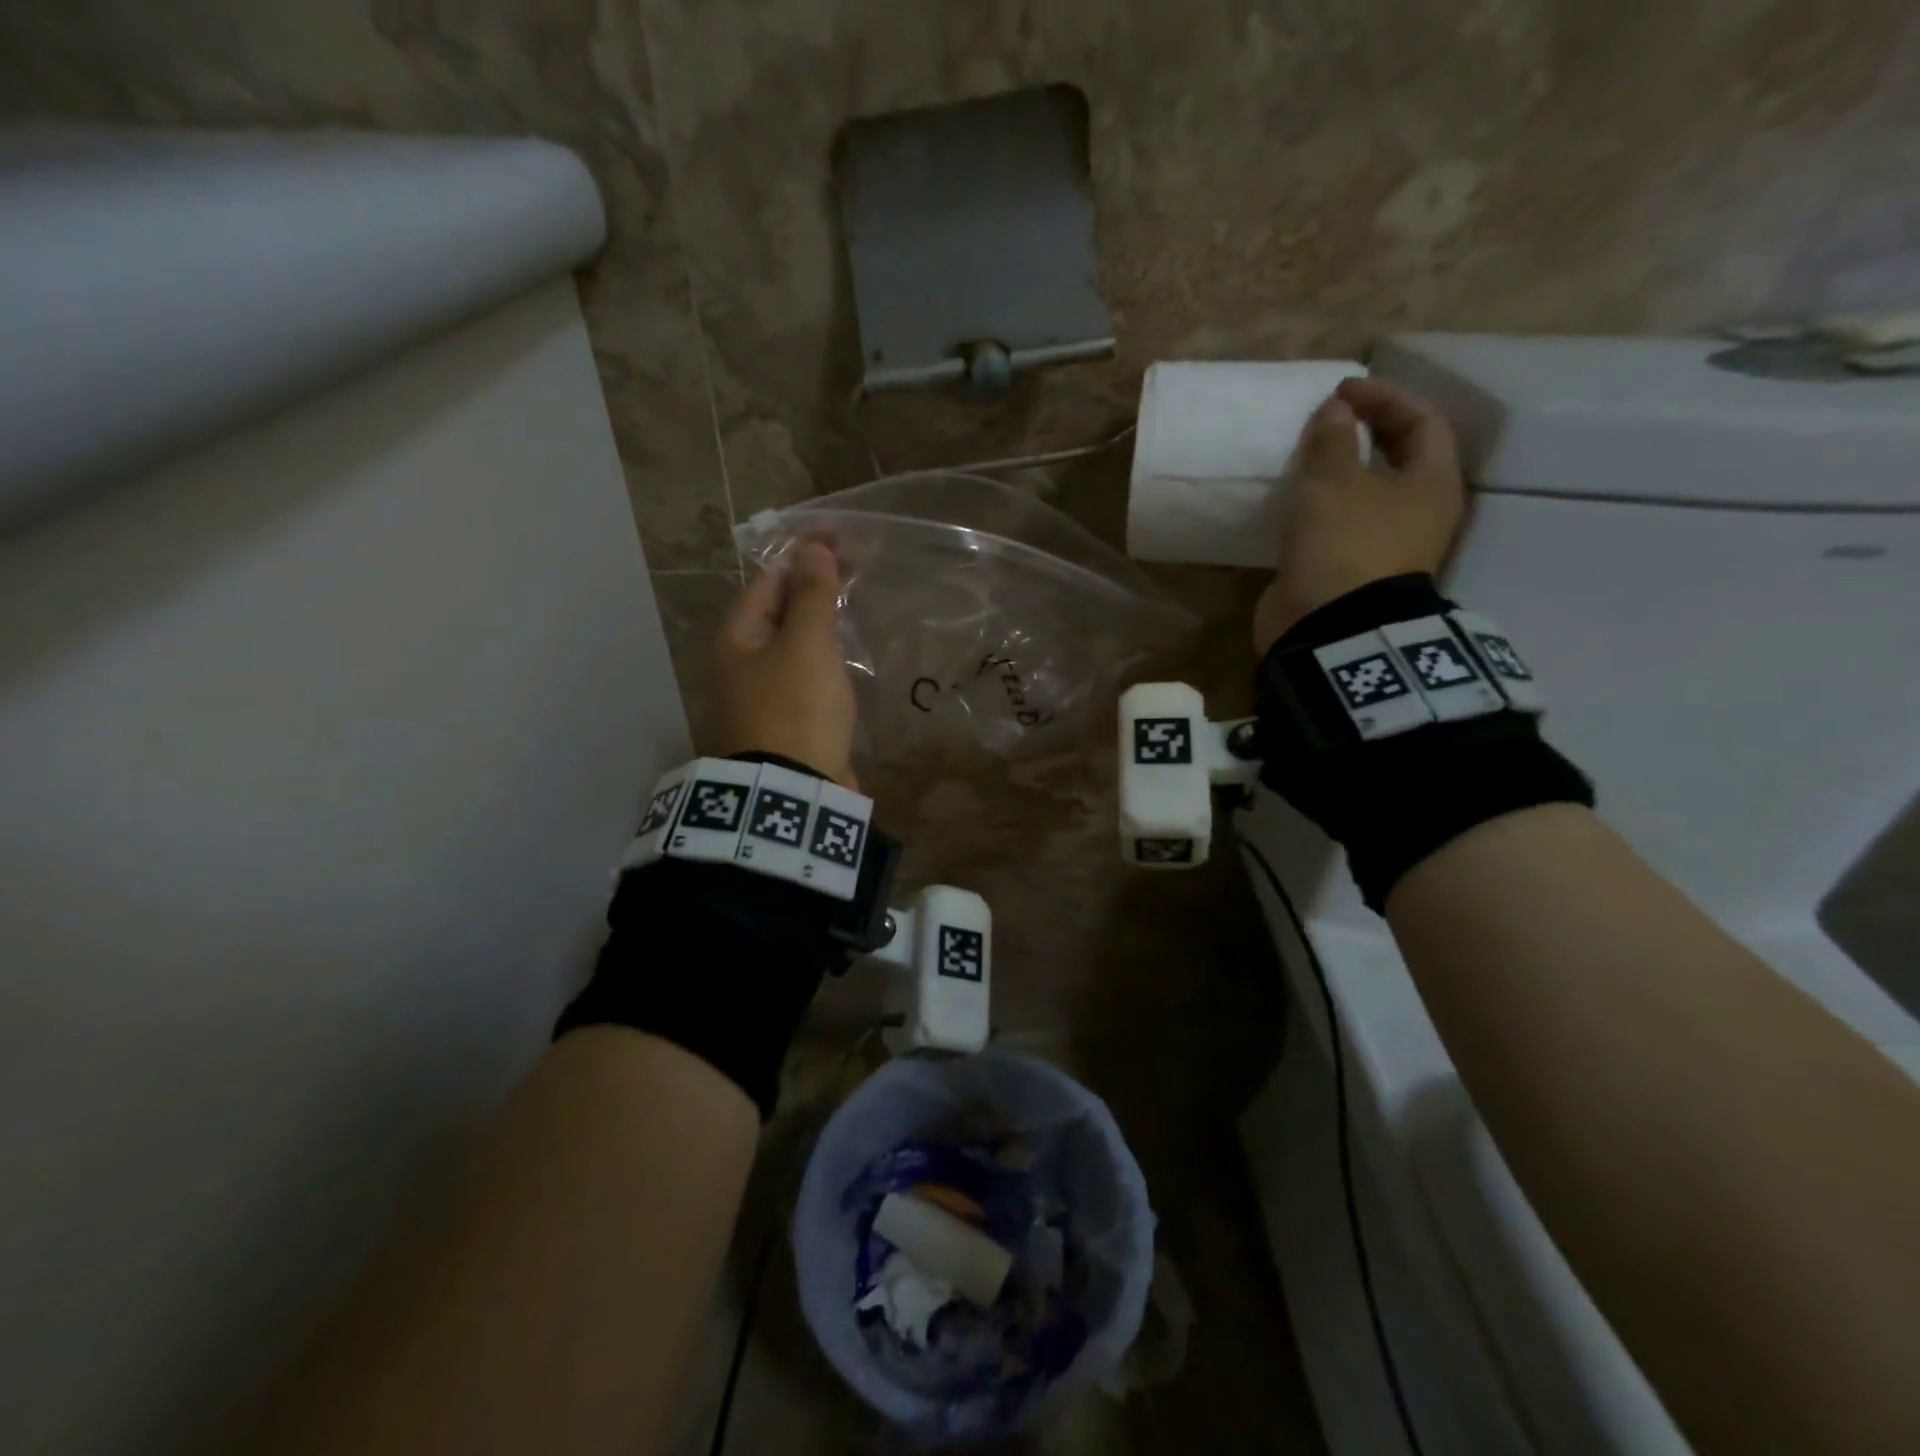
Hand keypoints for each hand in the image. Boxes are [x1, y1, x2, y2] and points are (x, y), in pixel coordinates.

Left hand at [711, 541, 858, 787]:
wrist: (797, 791)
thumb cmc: (797, 708)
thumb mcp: (806, 644)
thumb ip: (811, 595)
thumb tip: (812, 549)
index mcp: (738, 637)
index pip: (769, 580)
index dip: (803, 554)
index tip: (840, 536)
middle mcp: (743, 662)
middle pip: (779, 609)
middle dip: (813, 583)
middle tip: (854, 564)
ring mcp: (763, 693)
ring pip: (793, 641)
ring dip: (819, 617)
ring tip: (851, 599)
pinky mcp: (787, 718)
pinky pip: (805, 671)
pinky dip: (824, 652)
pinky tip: (844, 651)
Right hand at [1252, 377, 1467, 654]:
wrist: (1329, 627)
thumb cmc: (1345, 545)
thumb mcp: (1334, 484)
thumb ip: (1333, 441)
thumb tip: (1335, 410)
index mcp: (1431, 484)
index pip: (1422, 421)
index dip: (1385, 398)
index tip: (1341, 391)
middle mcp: (1419, 512)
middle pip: (1400, 456)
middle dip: (1366, 431)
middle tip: (1328, 419)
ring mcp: (1387, 544)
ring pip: (1370, 491)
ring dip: (1343, 470)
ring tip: (1309, 456)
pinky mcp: (1355, 567)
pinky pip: (1344, 521)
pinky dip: (1325, 503)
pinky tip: (1299, 499)